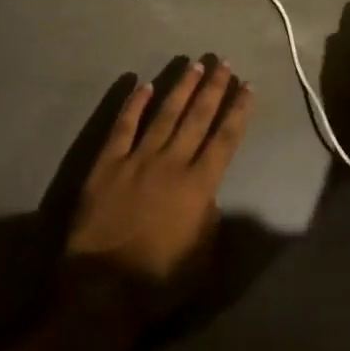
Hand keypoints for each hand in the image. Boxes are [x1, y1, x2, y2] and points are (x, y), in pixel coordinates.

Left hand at [63, 59, 253, 324]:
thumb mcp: (202, 258)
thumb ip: (210, 219)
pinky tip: (143, 85)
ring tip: (194, 65)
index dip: (238, 110)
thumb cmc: (158, 281)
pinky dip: (134, 105)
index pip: (225, 138)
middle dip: (213, 87)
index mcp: (199, 185)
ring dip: (181, 87)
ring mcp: (137, 159)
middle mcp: (172, 162)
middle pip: (197, 117)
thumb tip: (207, 195)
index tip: (248, 85)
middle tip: (223, 61)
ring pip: (164, 114)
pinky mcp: (107, 164)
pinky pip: (123, 127)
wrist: (101, 290)